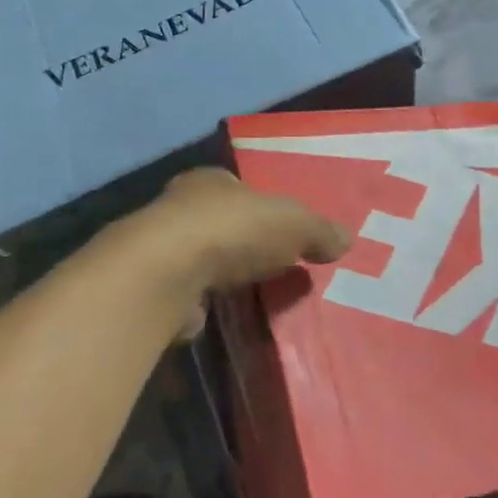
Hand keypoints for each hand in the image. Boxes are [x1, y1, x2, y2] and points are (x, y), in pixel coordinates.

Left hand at [110, 169, 349, 333]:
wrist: (165, 274)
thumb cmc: (232, 231)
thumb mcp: (293, 223)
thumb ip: (318, 230)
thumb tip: (346, 239)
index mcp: (210, 180)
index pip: (238, 187)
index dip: (261, 206)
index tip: (282, 230)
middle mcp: (179, 206)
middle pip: (219, 221)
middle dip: (242, 241)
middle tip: (273, 264)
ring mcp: (160, 249)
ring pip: (200, 258)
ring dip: (221, 274)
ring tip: (254, 295)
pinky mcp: (152, 288)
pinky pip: (187, 293)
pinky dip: (204, 302)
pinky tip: (223, 316)